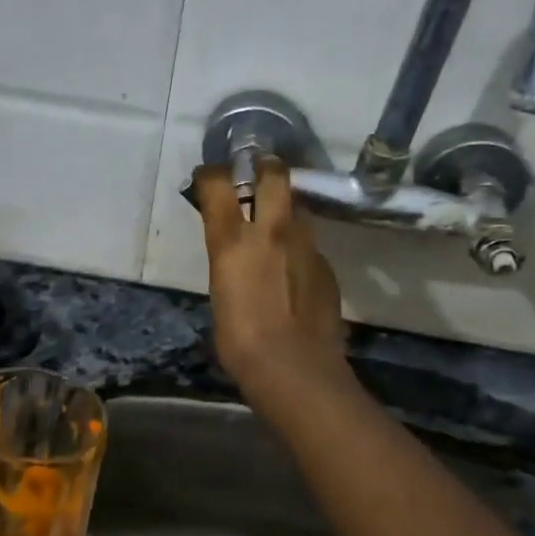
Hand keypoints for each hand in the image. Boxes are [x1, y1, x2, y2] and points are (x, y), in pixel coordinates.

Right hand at [191, 160, 347, 401]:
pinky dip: (299, 247)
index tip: (208, 178)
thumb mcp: (220, 294)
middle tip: (258, 171)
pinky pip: (310, 244)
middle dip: (264, 167)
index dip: (211, 175)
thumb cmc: (240, 341)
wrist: (295, 368)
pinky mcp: (326, 265)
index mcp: (232, 240)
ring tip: (277, 225)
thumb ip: (229, 264)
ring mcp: (305, 245)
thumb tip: (236, 256)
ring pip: (298, 208)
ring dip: (285, 208)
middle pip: (273, 175)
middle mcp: (271, 231)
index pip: (218, 184)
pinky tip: (294, 270)